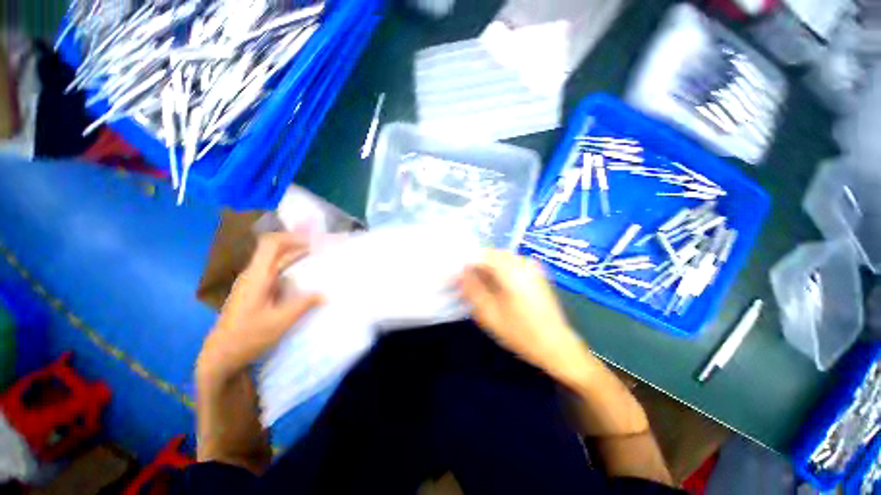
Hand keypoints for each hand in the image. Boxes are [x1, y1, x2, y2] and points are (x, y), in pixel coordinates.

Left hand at [197, 233, 323, 380]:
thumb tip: (326, 295)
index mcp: (256, 276)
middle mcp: (253, 274)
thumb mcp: (280, 321)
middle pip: (276, 249)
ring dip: (297, 255)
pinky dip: (292, 267)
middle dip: (299, 244)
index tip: (315, 240)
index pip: (271, 244)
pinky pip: (276, 271)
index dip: (293, 237)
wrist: (221, 354)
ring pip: (276, 260)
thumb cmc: (248, 337)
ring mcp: (253, 282)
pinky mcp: (256, 290)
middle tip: (323, 247)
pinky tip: (306, 275)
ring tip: (319, 257)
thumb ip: (304, 304)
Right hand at [460, 250, 591, 386]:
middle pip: (492, 254)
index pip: (482, 254)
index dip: (466, 262)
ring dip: (488, 268)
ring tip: (480, 285)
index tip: (457, 273)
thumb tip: (461, 272)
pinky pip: (511, 264)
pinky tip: (497, 286)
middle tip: (467, 281)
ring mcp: (531, 267)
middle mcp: (523, 263)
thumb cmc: (521, 332)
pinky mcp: (535, 273)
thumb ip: (473, 289)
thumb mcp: (489, 314)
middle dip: (477, 264)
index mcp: (511, 271)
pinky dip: (499, 271)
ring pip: (501, 258)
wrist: (556, 345)